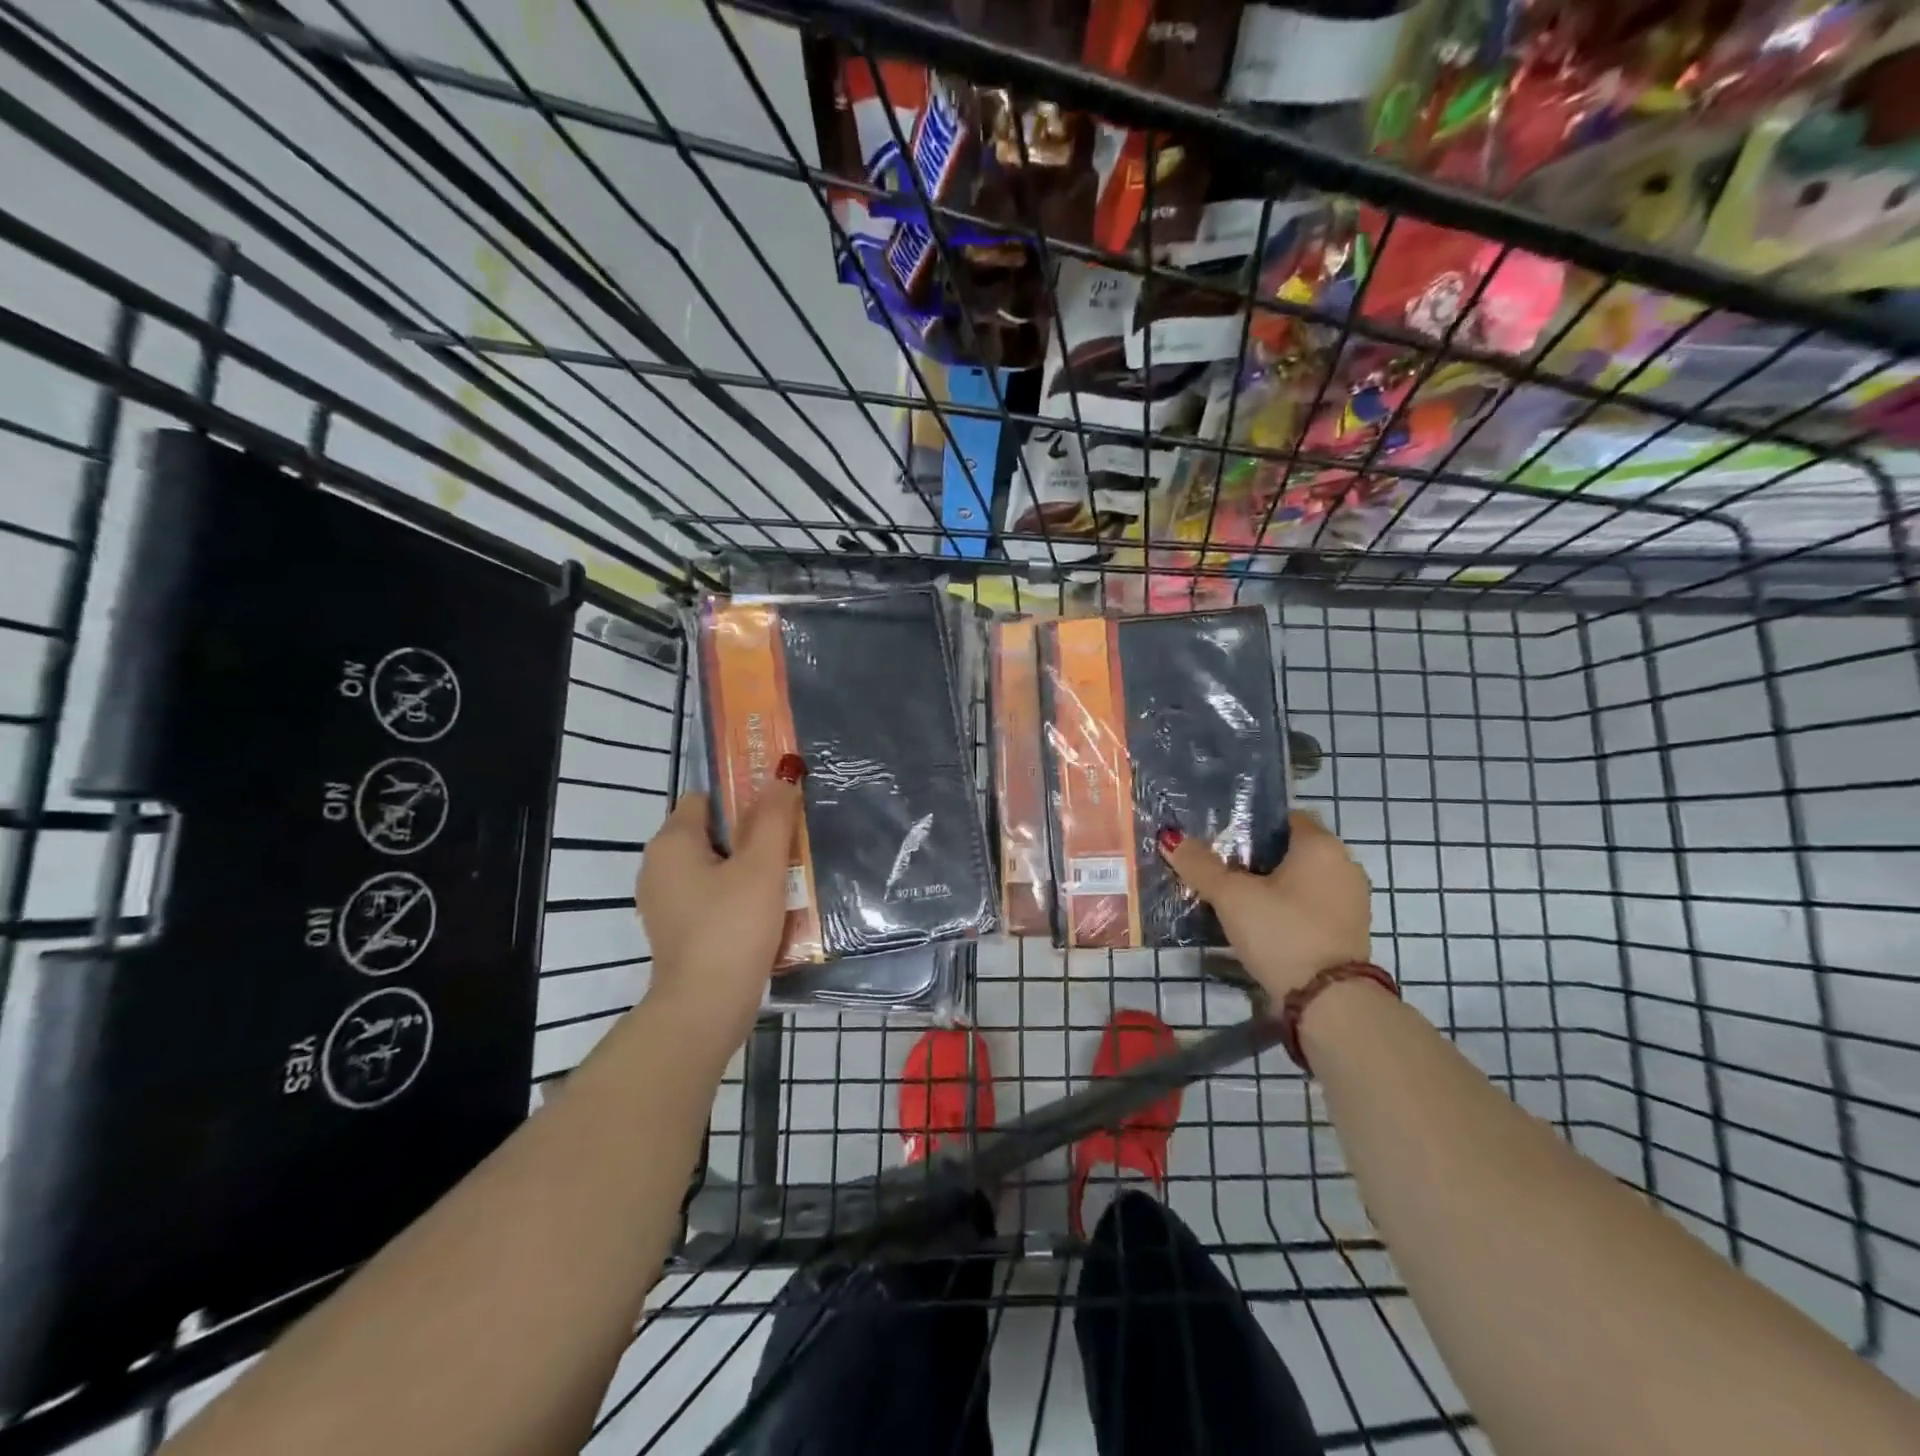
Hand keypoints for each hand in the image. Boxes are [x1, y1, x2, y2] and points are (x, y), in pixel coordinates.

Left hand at [636, 764, 804, 1053]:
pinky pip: (710, 896)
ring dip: (747, 867)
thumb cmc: (733, 927)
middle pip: (711, 832)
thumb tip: (783, 773)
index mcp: (671, 843)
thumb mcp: (762, 866)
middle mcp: (658, 867)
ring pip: (713, 867)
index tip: (777, 809)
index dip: (741, 796)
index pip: (705, 798)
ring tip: (785, 877)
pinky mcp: (677, 930)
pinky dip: (735, 895)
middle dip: (750, 834)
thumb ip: (773, 817)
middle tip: (789, 843)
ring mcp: (664, 902)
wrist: (706, 1008)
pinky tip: (765, 910)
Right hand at [1159, 811, 1371, 999]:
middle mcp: (1344, 866)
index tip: (1222, 839)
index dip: (1252, 823)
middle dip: (1257, 857)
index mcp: (1322, 846)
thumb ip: (1201, 865)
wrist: (1328, 1003)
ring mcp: (1351, 901)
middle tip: (1220, 868)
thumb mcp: (1232, 896)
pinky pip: (1311, 907)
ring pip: (1302, 880)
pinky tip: (1259, 924)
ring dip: (1273, 886)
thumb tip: (1171, 838)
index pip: (1285, 817)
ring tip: (1234, 898)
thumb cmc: (1281, 932)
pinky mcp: (1348, 932)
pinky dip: (1287, 909)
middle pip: (1292, 849)